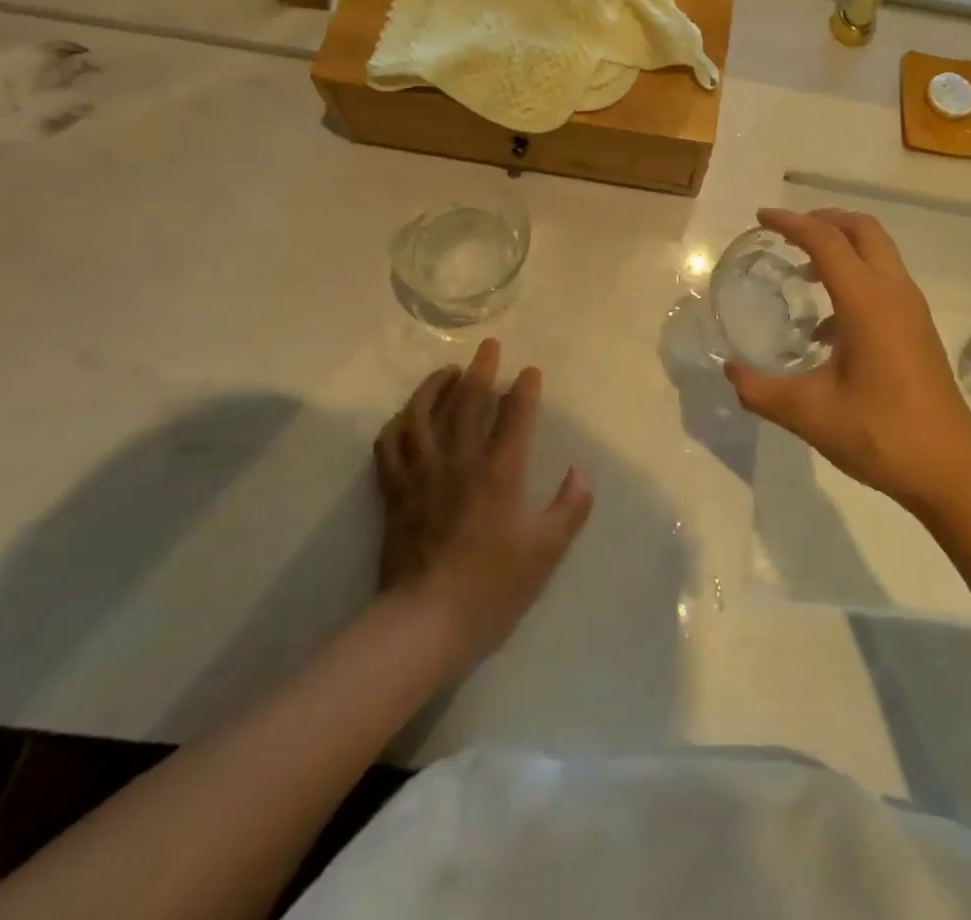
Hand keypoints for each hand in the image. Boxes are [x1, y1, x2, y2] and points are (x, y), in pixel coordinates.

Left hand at [374, 340, 591, 667]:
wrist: (425, 623)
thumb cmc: (492, 587)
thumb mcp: (546, 551)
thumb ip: (570, 507)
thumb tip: (580, 472)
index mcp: (500, 472)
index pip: (515, 415)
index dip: (525, 389)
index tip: (530, 371)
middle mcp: (460, 461)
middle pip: (468, 401)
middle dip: (481, 369)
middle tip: (488, 347)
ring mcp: (422, 473)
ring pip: (423, 414)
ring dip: (435, 386)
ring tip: (447, 371)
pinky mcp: (395, 491)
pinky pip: (390, 445)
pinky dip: (398, 423)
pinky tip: (407, 416)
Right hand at [723, 208, 970, 515]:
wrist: (949, 468)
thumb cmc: (880, 435)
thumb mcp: (809, 414)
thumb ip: (761, 390)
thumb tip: (731, 371)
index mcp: (867, 303)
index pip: (826, 241)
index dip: (792, 223)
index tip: (761, 217)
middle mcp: (894, 293)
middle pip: (862, 229)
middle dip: (824, 219)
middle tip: (788, 232)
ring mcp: (912, 309)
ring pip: (879, 251)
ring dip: (843, 245)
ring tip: (803, 269)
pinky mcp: (918, 327)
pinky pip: (885, 278)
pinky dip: (856, 274)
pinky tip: (828, 323)